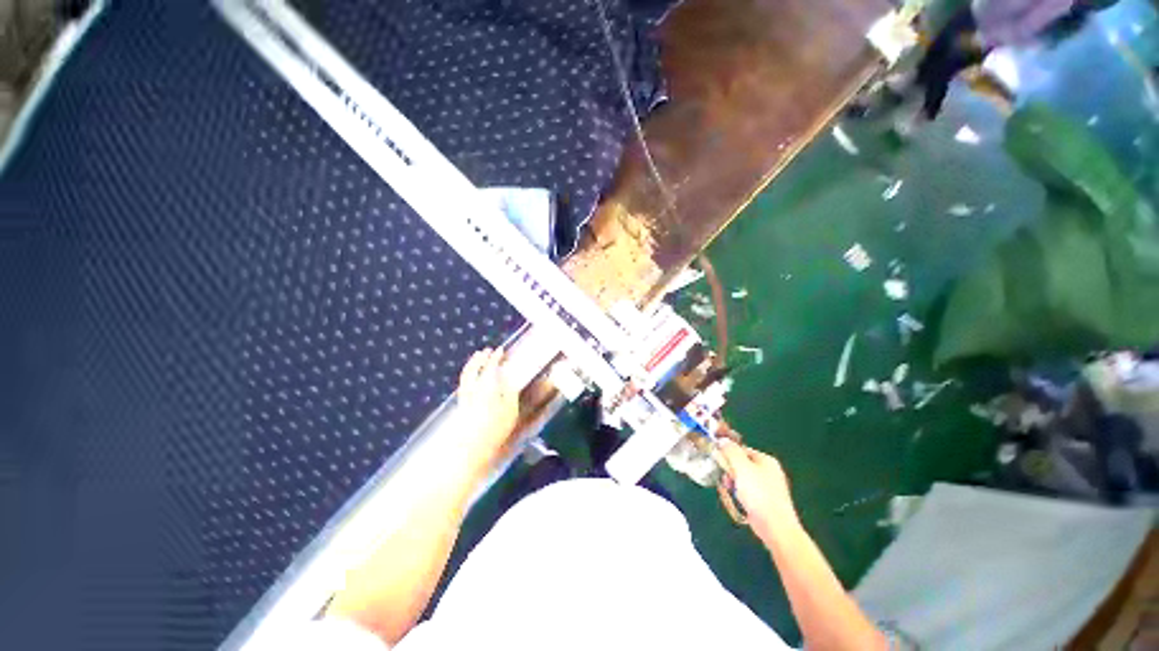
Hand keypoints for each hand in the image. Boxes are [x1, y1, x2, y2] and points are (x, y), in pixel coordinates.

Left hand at [455, 348, 519, 476]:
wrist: (471, 449)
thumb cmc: (495, 430)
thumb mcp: (510, 410)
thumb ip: (510, 392)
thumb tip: (509, 378)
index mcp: (487, 387)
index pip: (490, 367)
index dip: (495, 357)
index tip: (500, 350)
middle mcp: (473, 389)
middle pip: (473, 369)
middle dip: (479, 359)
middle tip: (486, 351)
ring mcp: (465, 397)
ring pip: (465, 376)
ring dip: (471, 365)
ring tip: (477, 359)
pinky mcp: (461, 406)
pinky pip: (464, 384)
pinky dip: (468, 375)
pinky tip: (473, 378)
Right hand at [716, 440, 798, 542]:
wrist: (776, 527)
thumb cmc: (759, 494)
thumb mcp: (742, 468)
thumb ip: (731, 451)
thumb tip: (722, 440)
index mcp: (766, 460)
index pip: (741, 450)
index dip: (729, 455)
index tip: (720, 463)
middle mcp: (769, 471)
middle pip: (741, 464)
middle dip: (730, 472)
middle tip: (727, 481)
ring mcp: (769, 487)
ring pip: (743, 479)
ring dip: (734, 484)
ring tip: (732, 493)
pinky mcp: (766, 501)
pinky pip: (748, 492)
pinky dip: (741, 495)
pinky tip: (739, 502)